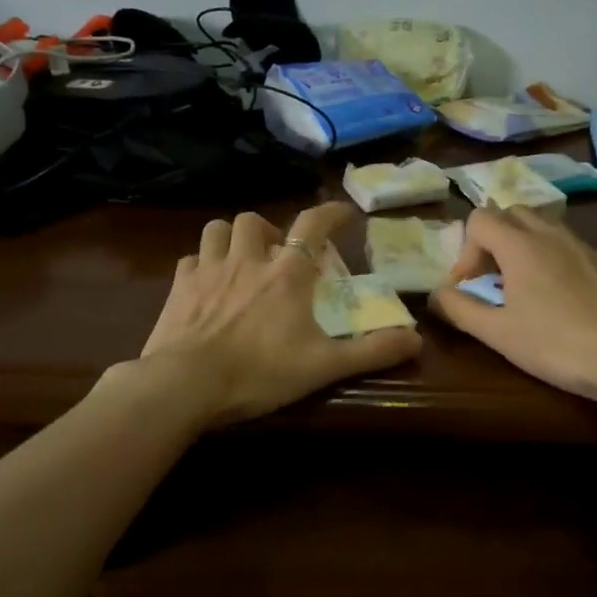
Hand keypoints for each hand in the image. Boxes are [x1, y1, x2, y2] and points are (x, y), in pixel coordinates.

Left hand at [137, 202, 421, 426]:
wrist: (186, 384)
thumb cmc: (260, 372)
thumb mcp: (324, 366)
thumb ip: (371, 351)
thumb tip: (417, 339)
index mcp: (286, 274)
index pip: (312, 225)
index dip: (330, 213)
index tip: (344, 213)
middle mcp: (247, 260)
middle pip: (254, 221)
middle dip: (268, 229)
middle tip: (276, 251)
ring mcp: (208, 269)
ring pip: (217, 229)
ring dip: (231, 237)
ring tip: (240, 257)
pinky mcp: (179, 286)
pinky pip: (190, 259)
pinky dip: (201, 263)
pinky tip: (206, 282)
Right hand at [429, 206, 596, 402]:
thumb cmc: (555, 344)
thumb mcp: (497, 333)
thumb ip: (459, 309)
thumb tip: (436, 294)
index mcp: (520, 245)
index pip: (480, 218)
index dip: (465, 250)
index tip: (469, 286)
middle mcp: (550, 233)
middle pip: (511, 213)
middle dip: (493, 240)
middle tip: (491, 279)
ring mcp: (582, 245)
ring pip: (541, 225)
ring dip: (521, 246)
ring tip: (522, 286)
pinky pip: (566, 244)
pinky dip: (550, 257)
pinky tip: (557, 297)